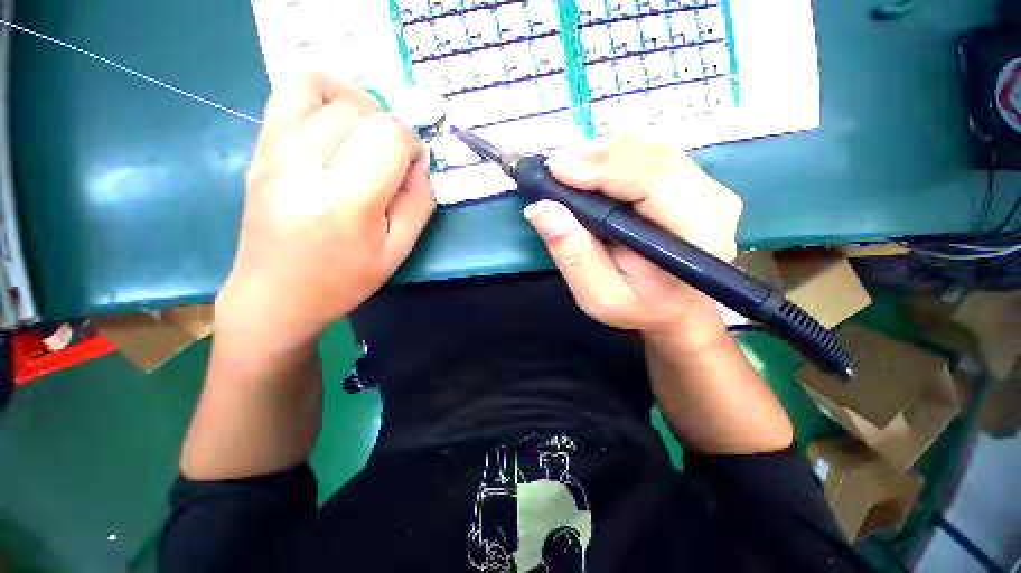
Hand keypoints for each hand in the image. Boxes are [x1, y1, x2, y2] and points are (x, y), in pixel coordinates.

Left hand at [216, 73, 435, 345]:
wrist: (275, 296)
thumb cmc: (343, 281)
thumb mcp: (398, 251)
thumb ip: (419, 203)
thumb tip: (419, 163)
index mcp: (345, 201)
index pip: (388, 136)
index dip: (412, 144)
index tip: (414, 167)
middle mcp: (302, 165)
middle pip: (359, 109)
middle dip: (389, 127)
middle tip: (393, 158)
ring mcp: (272, 152)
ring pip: (318, 86)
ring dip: (356, 103)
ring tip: (366, 132)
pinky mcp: (259, 149)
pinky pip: (288, 94)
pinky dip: (322, 96)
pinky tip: (336, 126)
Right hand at [524, 135, 741, 341]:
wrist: (675, 309)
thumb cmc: (638, 307)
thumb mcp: (598, 295)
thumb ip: (573, 254)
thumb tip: (540, 209)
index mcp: (696, 236)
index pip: (651, 182)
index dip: (602, 169)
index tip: (556, 168)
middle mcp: (712, 201)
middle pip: (652, 156)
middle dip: (597, 156)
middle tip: (555, 167)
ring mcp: (708, 187)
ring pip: (652, 148)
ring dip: (604, 154)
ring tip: (570, 168)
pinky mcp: (696, 182)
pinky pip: (653, 154)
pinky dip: (617, 156)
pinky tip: (594, 169)